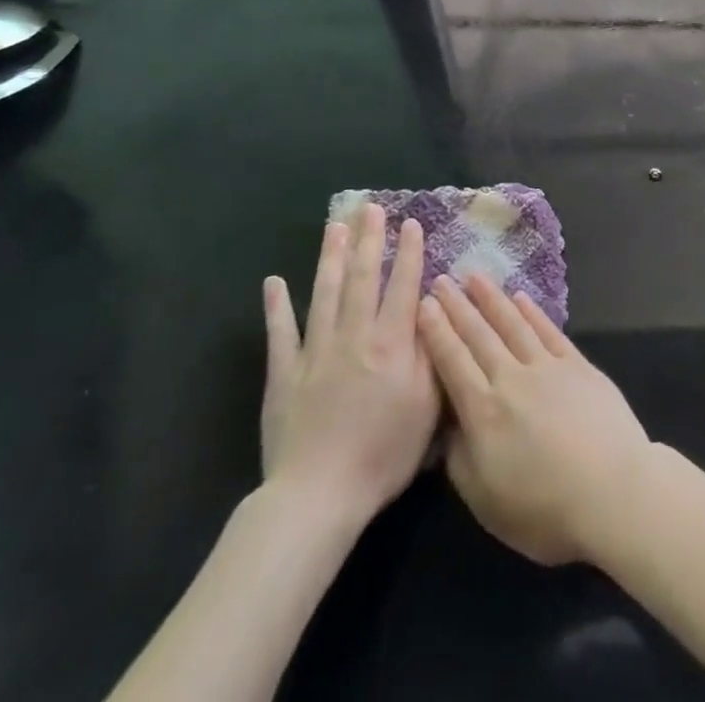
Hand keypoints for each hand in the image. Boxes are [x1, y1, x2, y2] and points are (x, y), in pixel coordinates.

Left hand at [259, 203, 437, 538]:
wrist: (318, 496)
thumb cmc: (384, 454)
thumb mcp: (427, 406)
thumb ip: (430, 352)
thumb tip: (429, 308)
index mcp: (391, 344)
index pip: (402, 286)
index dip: (408, 253)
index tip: (410, 223)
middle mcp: (354, 337)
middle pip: (362, 279)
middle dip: (368, 240)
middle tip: (370, 208)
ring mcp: (315, 353)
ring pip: (324, 294)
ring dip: (330, 258)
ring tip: (334, 227)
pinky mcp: (284, 374)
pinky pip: (280, 334)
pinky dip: (277, 307)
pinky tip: (274, 283)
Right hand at [417, 272, 652, 565]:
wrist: (612, 492)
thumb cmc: (544, 509)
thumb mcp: (485, 500)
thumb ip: (459, 459)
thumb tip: (447, 425)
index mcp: (484, 412)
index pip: (453, 362)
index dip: (437, 332)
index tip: (424, 303)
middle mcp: (512, 379)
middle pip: (479, 335)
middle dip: (458, 306)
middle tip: (442, 278)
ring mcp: (547, 367)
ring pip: (513, 324)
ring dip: (492, 299)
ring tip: (475, 276)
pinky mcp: (578, 365)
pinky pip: (548, 331)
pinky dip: (532, 312)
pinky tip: (520, 297)